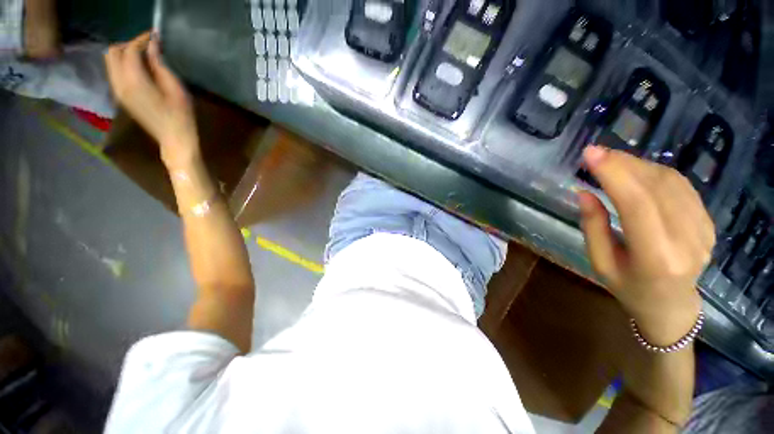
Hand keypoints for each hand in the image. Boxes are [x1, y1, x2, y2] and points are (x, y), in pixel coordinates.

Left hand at [105, 32, 199, 169]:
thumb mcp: (176, 89)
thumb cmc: (181, 116)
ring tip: (145, 56)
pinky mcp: (121, 97)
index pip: (129, 50)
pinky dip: (124, 64)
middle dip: (129, 45)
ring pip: (110, 62)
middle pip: (112, 53)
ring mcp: (118, 91)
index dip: (141, 40)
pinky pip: (115, 72)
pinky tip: (140, 69)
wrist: (174, 140)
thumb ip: (160, 66)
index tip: (155, 36)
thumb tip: (153, 46)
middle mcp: (119, 83)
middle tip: (148, 46)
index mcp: (134, 81)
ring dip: (125, 54)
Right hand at [578, 146, 714, 346]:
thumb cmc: (629, 288)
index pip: (637, 205)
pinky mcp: (709, 222)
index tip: (590, 154)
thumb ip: (593, 226)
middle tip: (596, 153)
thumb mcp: (600, 262)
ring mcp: (704, 231)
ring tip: (612, 161)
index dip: (614, 174)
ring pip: (671, 182)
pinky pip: (682, 187)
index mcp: (656, 258)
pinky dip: (655, 172)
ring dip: (638, 165)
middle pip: (656, 188)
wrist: (672, 306)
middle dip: (623, 164)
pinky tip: (637, 172)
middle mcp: (687, 241)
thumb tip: (584, 192)